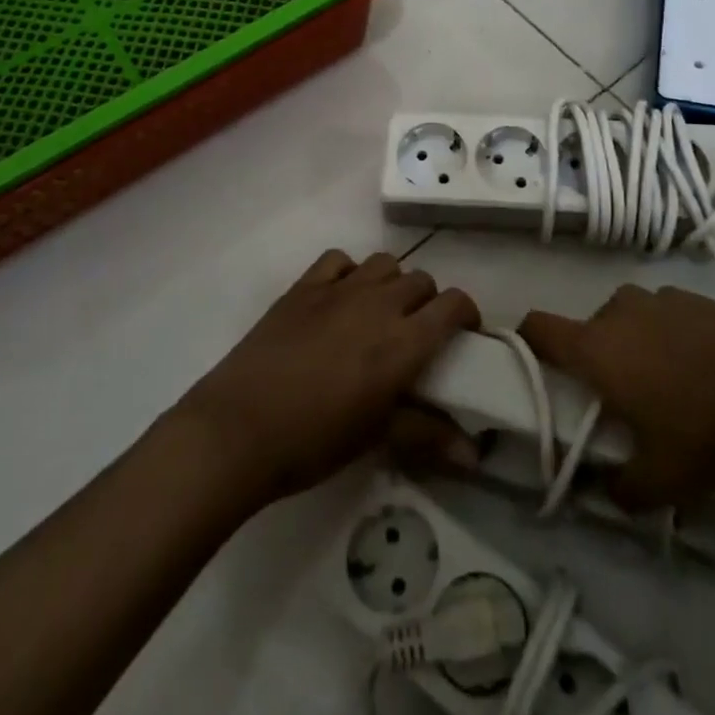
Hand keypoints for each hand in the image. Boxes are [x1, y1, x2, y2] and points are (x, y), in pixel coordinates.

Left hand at [176, 250, 478, 505]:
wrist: (239, 429)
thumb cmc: (314, 441)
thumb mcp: (376, 438)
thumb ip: (427, 434)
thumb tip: (475, 455)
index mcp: (403, 341)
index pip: (453, 304)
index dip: (466, 314)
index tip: (464, 335)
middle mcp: (378, 303)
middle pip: (421, 280)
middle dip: (428, 302)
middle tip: (417, 333)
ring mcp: (339, 288)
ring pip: (384, 263)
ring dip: (391, 283)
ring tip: (379, 313)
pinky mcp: (304, 286)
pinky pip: (339, 260)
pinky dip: (349, 272)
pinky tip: (340, 298)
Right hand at [520, 284, 714, 510]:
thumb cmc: (705, 423)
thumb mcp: (663, 480)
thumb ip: (622, 490)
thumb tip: (604, 490)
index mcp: (595, 346)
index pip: (538, 328)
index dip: (525, 343)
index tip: (533, 369)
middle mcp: (617, 310)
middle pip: (588, 331)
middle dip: (596, 364)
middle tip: (622, 405)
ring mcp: (657, 297)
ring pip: (628, 322)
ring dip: (635, 349)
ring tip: (670, 389)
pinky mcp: (693, 296)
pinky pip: (664, 318)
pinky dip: (670, 339)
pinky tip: (704, 372)